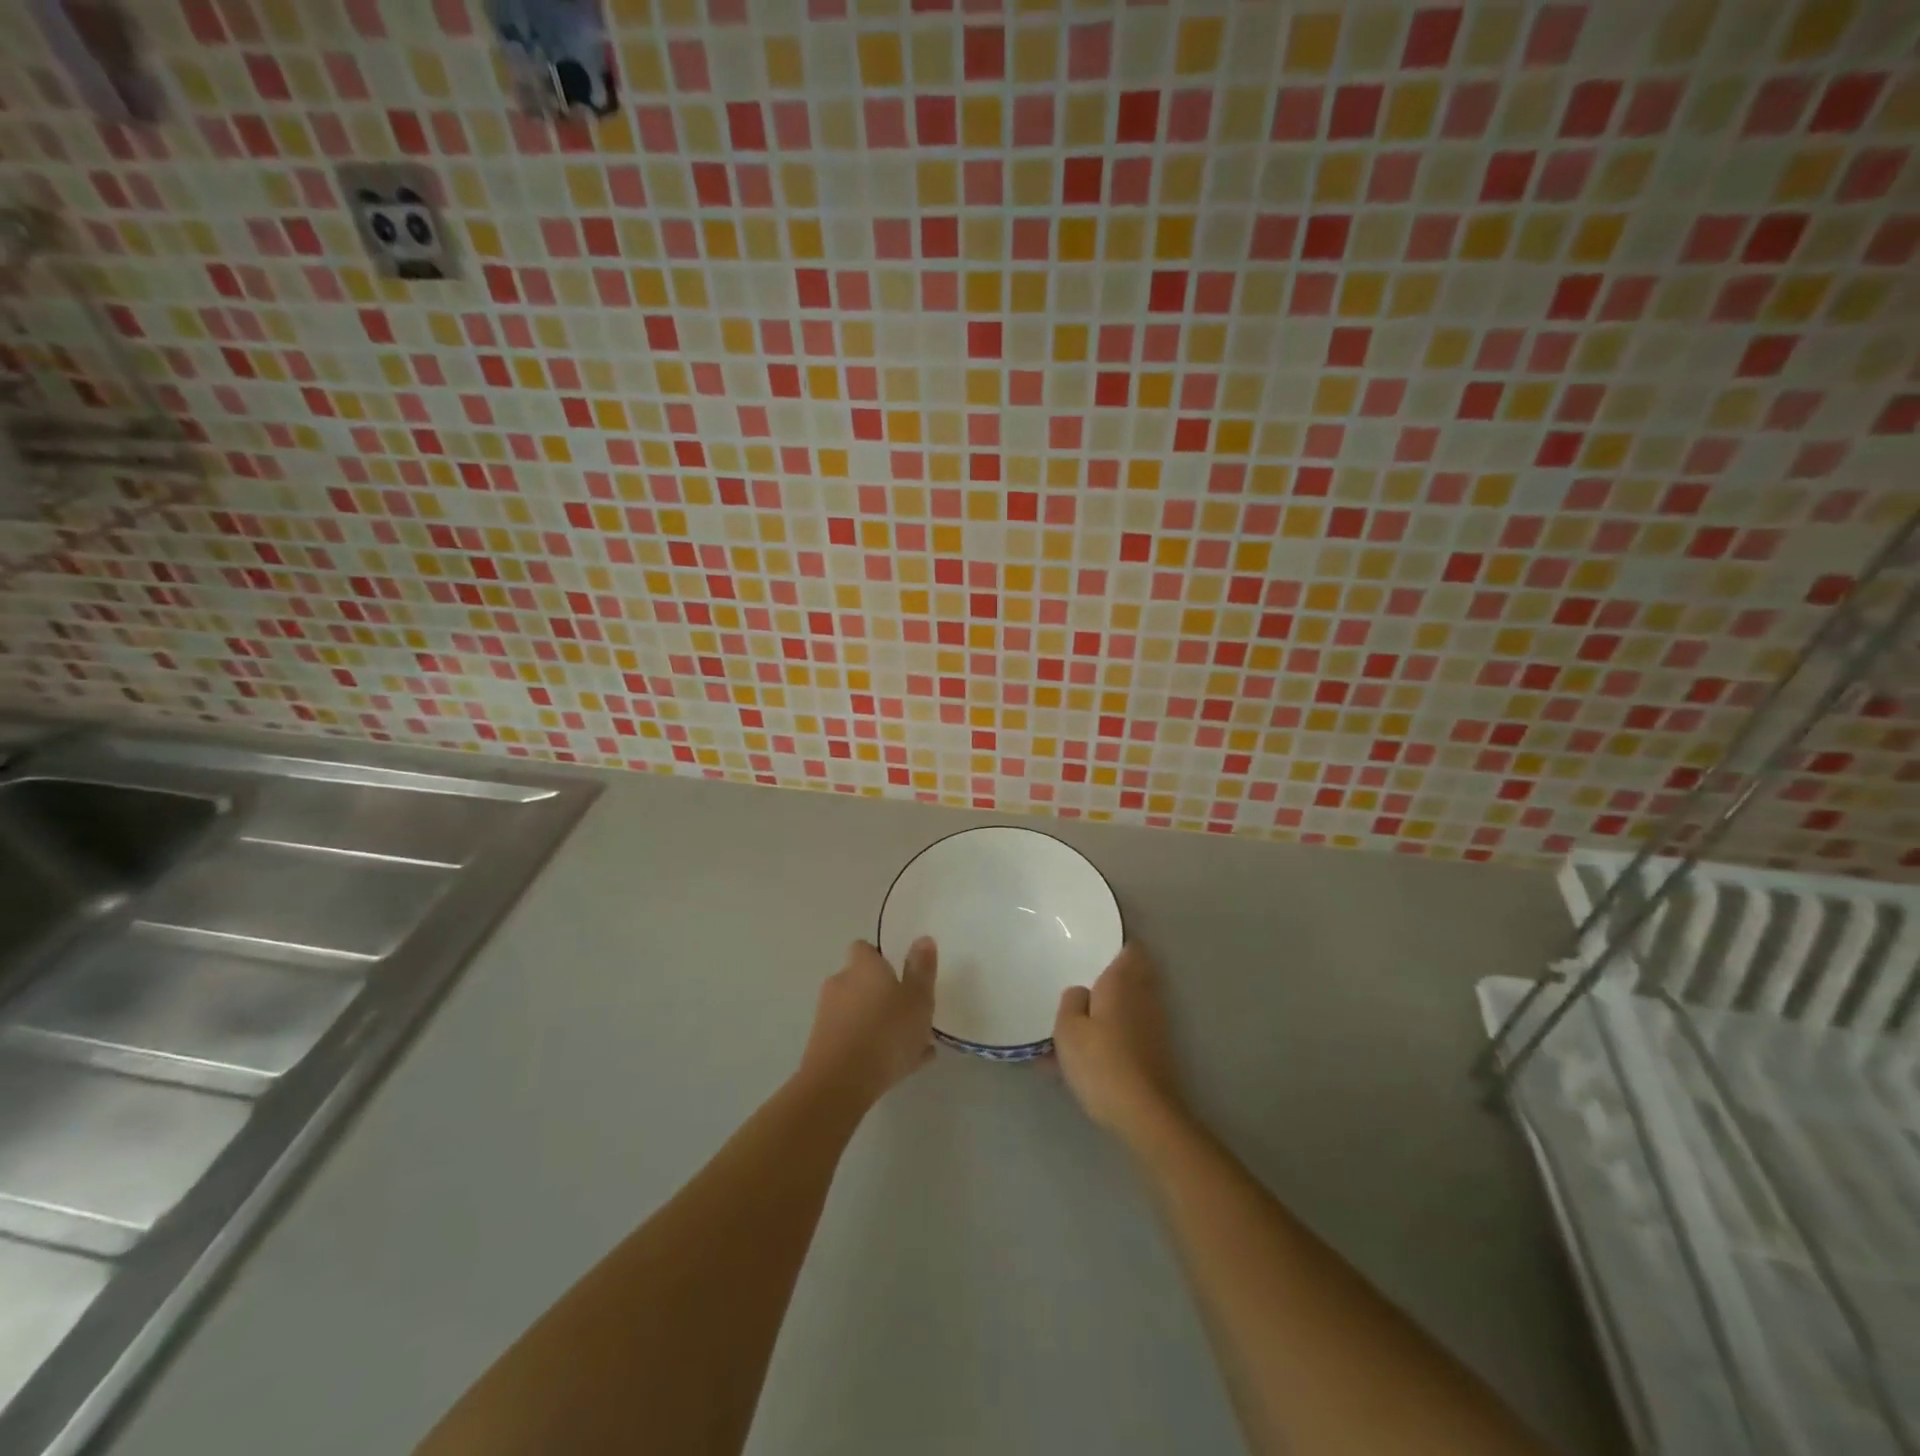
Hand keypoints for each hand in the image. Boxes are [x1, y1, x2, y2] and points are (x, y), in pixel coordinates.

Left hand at [799, 939, 937, 1106]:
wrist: (840, 1084)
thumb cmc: (886, 1032)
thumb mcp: (918, 999)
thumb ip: (922, 969)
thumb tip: (922, 939)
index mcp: (862, 966)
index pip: (865, 949)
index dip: (881, 959)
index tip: (901, 974)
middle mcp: (839, 984)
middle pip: (861, 982)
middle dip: (882, 995)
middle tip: (910, 1014)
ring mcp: (827, 1016)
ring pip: (859, 1013)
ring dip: (879, 1023)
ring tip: (911, 1047)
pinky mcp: (821, 1046)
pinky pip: (853, 1040)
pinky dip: (871, 1047)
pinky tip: (898, 1067)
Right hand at [1053, 944, 1185, 1144]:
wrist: (1143, 1113)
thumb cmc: (1101, 1062)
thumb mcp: (1067, 1029)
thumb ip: (1071, 1001)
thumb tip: (1081, 992)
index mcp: (1122, 981)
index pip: (1130, 948)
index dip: (1116, 943)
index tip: (1096, 944)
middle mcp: (1143, 996)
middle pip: (1131, 976)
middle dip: (1110, 977)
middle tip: (1082, 980)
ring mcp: (1153, 1025)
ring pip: (1127, 1006)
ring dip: (1108, 1009)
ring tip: (1076, 1023)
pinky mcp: (1155, 1052)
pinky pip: (1127, 1032)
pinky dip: (1110, 1036)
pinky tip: (1085, 1058)